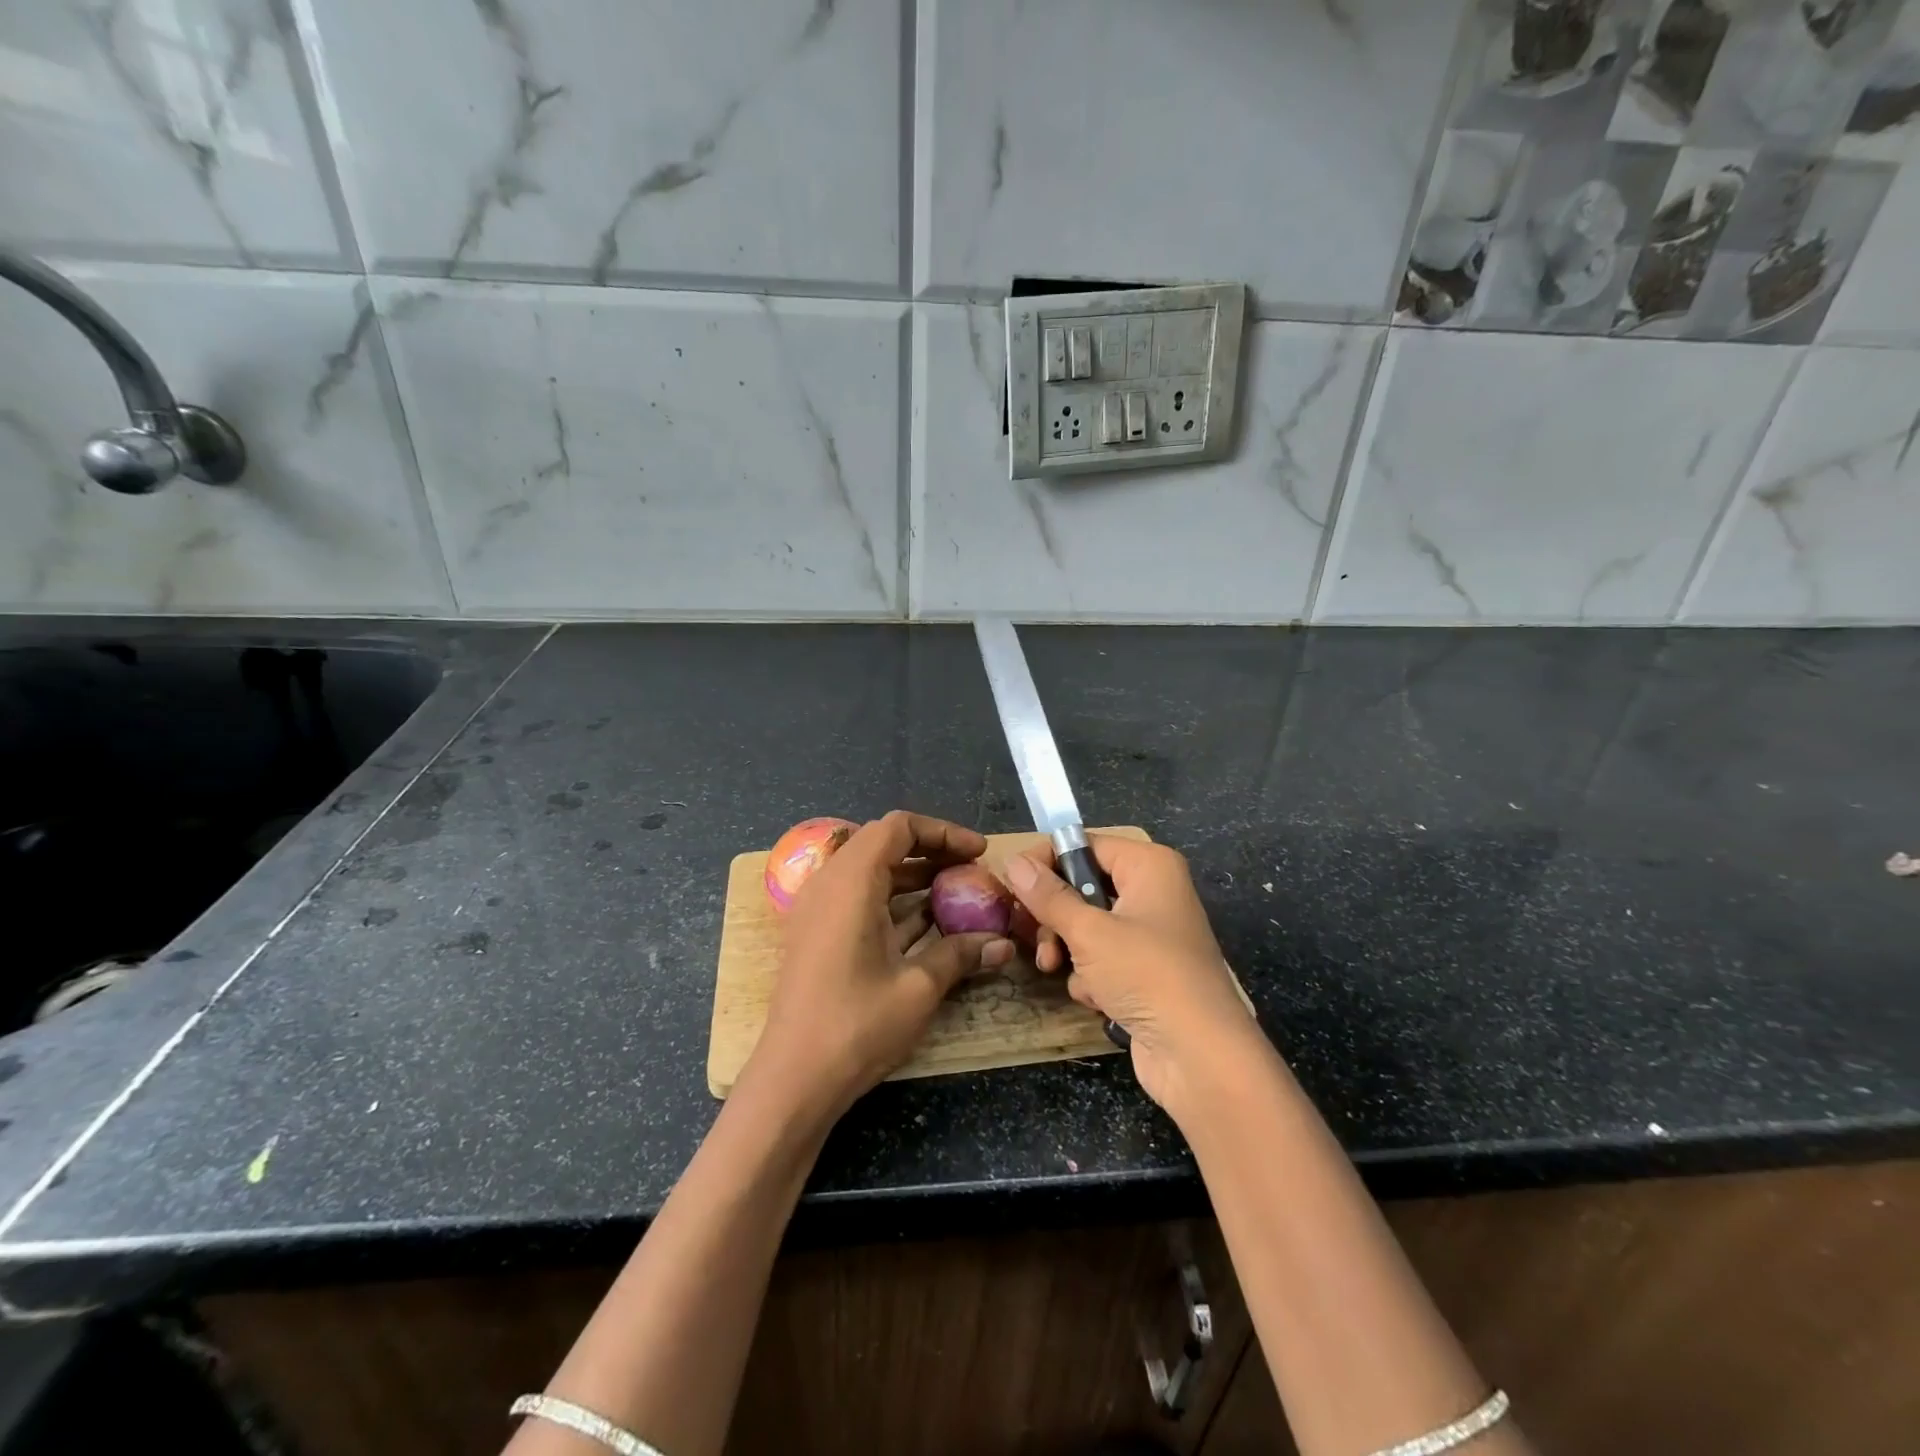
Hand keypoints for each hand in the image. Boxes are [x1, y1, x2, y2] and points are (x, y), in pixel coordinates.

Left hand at [746, 811, 1015, 1117]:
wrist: (793, 1079)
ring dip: (912, 874)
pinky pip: (857, 896)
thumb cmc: (857, 1026)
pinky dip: (892, 899)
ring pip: (870, 870)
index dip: (943, 832)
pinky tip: (926, 923)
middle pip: (882, 842)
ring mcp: (818, 909)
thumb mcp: (918, 987)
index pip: (898, 827)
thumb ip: (961, 954)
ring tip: (955, 892)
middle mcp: (829, 883)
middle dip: (930, 850)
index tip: (978, 853)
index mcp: (851, 882)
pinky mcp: (816, 933)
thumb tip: (1003, 944)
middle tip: (969, 869)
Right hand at [1005, 838, 1263, 1116]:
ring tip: (1056, 969)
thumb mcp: (1088, 932)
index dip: (1047, 862)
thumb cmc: (1146, 975)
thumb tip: (1013, 860)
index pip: (1085, 844)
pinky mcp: (1147, 971)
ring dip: (1069, 950)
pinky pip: (1104, 958)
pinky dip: (1092, 975)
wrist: (1200, 1055)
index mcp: (1149, 865)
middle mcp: (1153, 891)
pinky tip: (1095, 998)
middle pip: (1083, 886)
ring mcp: (1151, 933)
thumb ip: (1048, 896)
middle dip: (1055, 916)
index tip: (1015, 887)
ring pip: (1088, 925)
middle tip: (1036, 936)